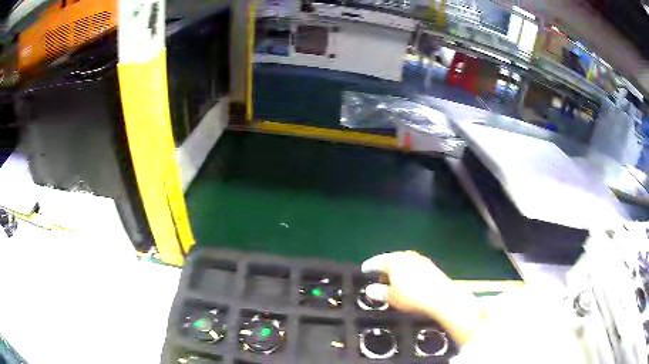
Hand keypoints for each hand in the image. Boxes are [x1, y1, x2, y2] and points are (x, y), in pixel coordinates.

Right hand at [362, 251, 481, 344]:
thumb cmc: (412, 297)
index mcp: (395, 261)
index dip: (370, 266)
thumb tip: (370, 290)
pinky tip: (408, 281)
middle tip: (377, 276)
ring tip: (392, 279)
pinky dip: (408, 272)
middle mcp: (408, 256)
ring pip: (404, 262)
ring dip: (397, 269)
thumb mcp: (391, 297)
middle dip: (384, 266)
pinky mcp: (431, 266)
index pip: (378, 260)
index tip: (364, 270)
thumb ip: (379, 292)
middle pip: (392, 259)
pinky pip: (414, 266)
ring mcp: (421, 260)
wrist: (441, 297)